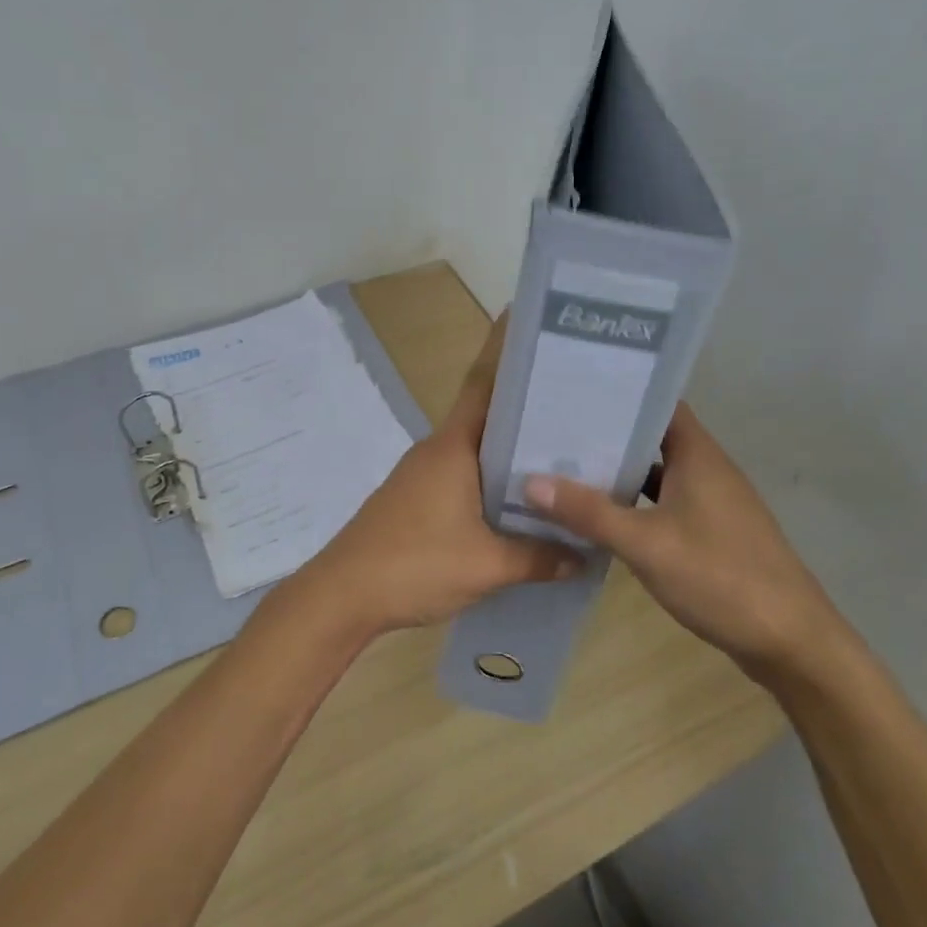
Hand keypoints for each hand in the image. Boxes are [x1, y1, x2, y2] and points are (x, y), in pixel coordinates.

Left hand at [298, 314, 573, 638]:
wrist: (343, 595)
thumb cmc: (415, 564)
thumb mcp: (486, 565)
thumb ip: (538, 558)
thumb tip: (583, 556)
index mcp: (453, 446)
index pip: (484, 385)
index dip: (507, 353)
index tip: (538, 331)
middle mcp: (438, 450)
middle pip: (487, 417)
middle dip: (528, 409)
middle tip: (580, 405)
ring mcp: (423, 475)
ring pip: (477, 452)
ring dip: (511, 452)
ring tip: (562, 457)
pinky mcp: (417, 500)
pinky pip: (465, 478)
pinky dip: (493, 482)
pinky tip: (520, 504)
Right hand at [520, 403, 843, 685]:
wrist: (791, 642)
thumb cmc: (720, 578)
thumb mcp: (646, 544)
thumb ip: (589, 512)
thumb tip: (530, 481)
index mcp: (698, 454)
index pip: (657, 402)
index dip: (620, 392)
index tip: (573, 389)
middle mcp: (707, 469)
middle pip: (653, 437)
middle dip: (608, 434)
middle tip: (554, 430)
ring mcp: (712, 503)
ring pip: (658, 474)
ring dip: (620, 472)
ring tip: (566, 468)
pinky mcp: (712, 533)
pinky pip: (665, 504)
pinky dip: (635, 505)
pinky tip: (602, 517)